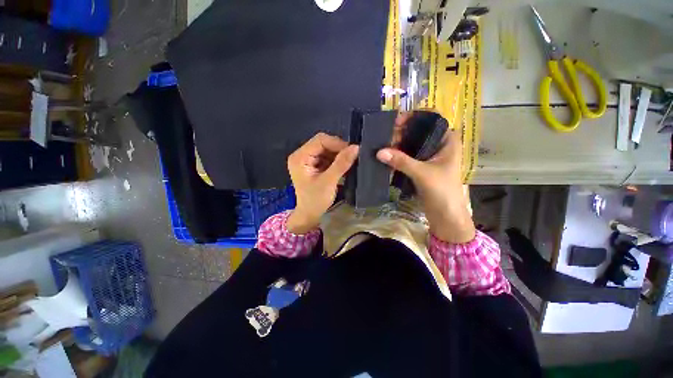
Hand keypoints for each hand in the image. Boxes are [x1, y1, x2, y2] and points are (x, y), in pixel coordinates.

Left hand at [286, 133, 358, 233]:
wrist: (310, 215)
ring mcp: (308, 160)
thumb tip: (356, 147)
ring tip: (350, 163)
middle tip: (353, 158)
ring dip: (339, 155)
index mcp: (300, 157)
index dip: (337, 143)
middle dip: (339, 150)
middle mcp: (302, 155)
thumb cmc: (315, 201)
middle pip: (323, 143)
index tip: (352, 152)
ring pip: (327, 149)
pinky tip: (344, 166)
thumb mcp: (329, 182)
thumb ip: (341, 164)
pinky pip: (328, 157)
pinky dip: (337, 160)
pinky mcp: (314, 165)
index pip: (320, 140)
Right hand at [376, 114, 474, 242]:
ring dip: (397, 144)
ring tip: (381, 145)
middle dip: (401, 132)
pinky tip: (385, 156)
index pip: (431, 119)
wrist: (446, 217)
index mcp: (447, 140)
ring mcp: (428, 156)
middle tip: (384, 136)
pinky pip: (406, 156)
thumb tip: (379, 152)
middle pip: (417, 131)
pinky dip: (396, 155)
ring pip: (410, 144)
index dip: (414, 116)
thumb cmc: (442, 192)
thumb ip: (401, 161)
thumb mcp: (423, 174)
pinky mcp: (420, 167)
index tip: (396, 122)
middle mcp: (438, 145)